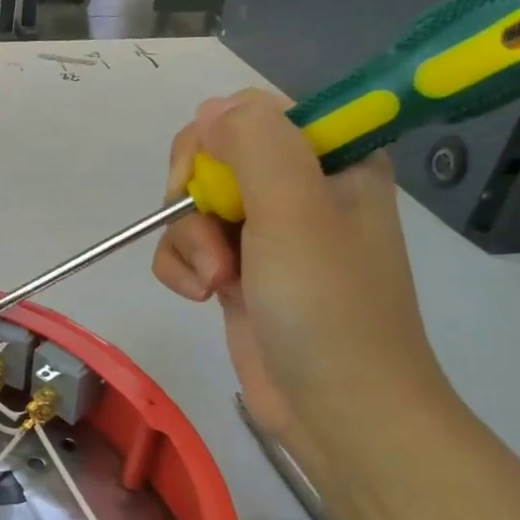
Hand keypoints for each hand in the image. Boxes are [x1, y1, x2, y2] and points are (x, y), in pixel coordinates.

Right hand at [150, 91, 450, 451]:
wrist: (337, 409)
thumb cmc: (328, 308)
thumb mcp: (295, 213)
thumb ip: (255, 146)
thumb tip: (209, 110)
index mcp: (332, 160)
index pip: (254, 113)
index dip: (217, 140)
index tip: (204, 177)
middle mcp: (298, 189)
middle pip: (212, 158)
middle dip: (195, 198)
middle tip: (211, 234)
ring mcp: (265, 234)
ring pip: (192, 207)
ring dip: (188, 243)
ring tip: (215, 282)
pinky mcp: (238, 272)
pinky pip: (187, 248)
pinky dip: (182, 270)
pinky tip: (201, 297)